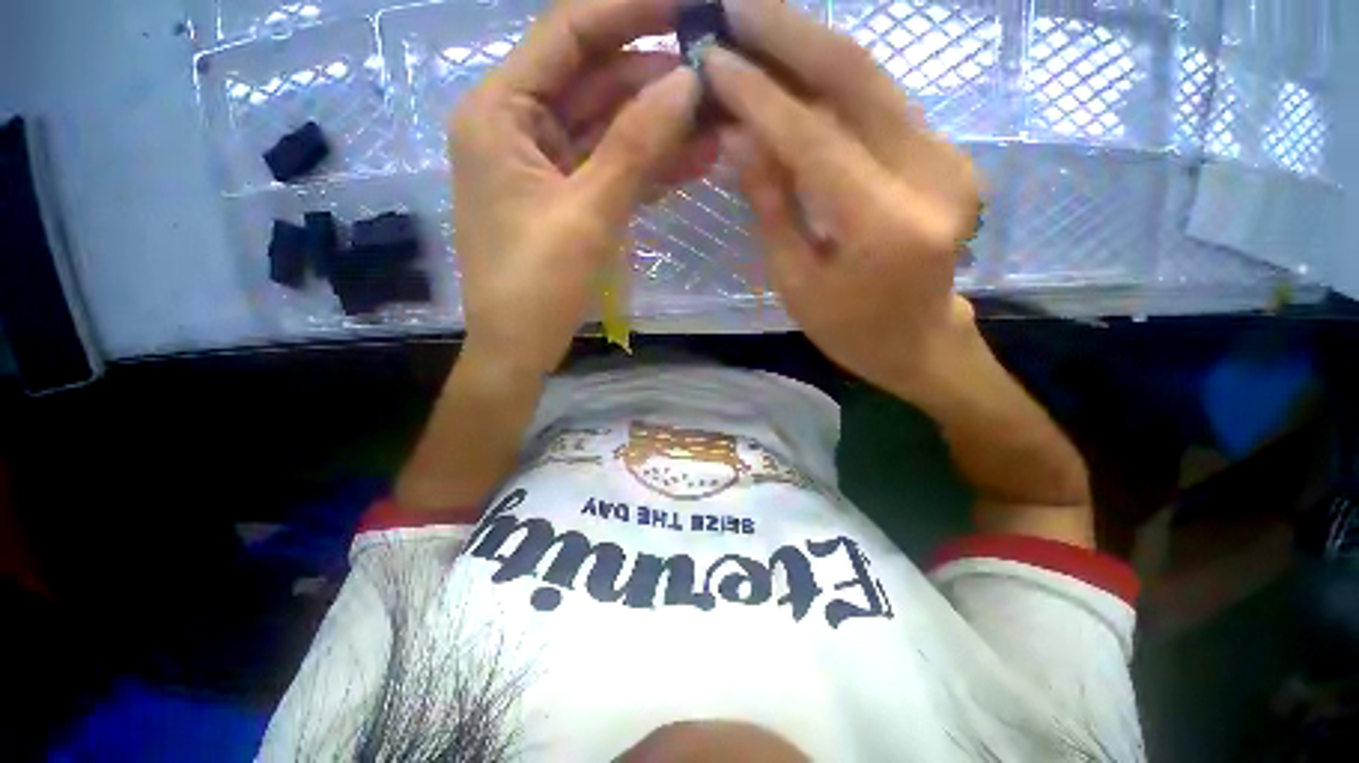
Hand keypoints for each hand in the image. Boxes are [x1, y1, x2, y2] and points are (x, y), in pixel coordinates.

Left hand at [449, 0, 711, 377]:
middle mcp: (521, 126)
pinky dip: (652, 163)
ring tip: (720, 114)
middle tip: (718, 70)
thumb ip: (635, 146)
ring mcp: (549, 163)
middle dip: (656, 77)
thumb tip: (687, 82)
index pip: (568, 33)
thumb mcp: (586, 214)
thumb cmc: (536, 286)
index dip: (629, 10)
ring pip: (612, 127)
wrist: (520, 347)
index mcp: (501, 113)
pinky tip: (698, 155)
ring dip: (662, 124)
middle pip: (596, 80)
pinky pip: (615, 166)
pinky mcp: (571, 197)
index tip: (689, 3)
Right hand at [705, 0, 982, 396]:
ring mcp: (948, 158)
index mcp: (885, 226)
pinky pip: (882, 105)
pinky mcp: (945, 154)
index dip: (761, 96)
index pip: (815, 139)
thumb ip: (772, 205)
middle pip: (858, 81)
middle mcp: (931, 177)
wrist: (918, 342)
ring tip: (759, 25)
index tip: (716, 59)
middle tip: (737, 6)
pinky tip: (797, 68)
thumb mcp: (795, 281)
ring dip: (813, 48)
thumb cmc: (848, 329)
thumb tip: (739, 136)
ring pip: (874, 81)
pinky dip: (836, 82)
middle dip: (793, 36)